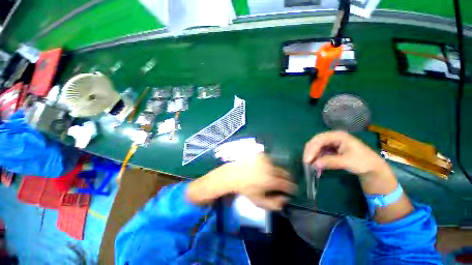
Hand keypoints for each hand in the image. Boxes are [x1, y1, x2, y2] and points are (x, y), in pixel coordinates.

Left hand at [220, 155, 296, 209]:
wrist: (234, 175)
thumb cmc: (246, 189)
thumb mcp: (259, 202)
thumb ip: (274, 204)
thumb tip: (285, 199)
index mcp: (271, 181)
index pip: (287, 184)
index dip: (292, 187)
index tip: (293, 188)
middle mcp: (270, 168)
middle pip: (284, 172)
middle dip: (287, 177)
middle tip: (284, 181)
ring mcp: (265, 160)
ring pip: (277, 165)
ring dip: (278, 170)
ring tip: (273, 174)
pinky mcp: (260, 155)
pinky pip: (269, 159)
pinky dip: (270, 164)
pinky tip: (265, 167)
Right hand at [304, 131, 412, 222]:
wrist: (372, 168)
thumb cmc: (363, 162)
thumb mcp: (348, 162)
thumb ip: (330, 162)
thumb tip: (313, 165)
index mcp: (338, 136)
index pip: (319, 140)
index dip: (312, 149)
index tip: (307, 160)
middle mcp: (332, 137)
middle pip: (315, 142)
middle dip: (310, 152)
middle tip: (306, 163)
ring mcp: (331, 143)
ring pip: (315, 147)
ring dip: (312, 156)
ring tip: (311, 166)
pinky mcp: (330, 149)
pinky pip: (319, 153)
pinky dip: (316, 159)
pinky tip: (316, 167)